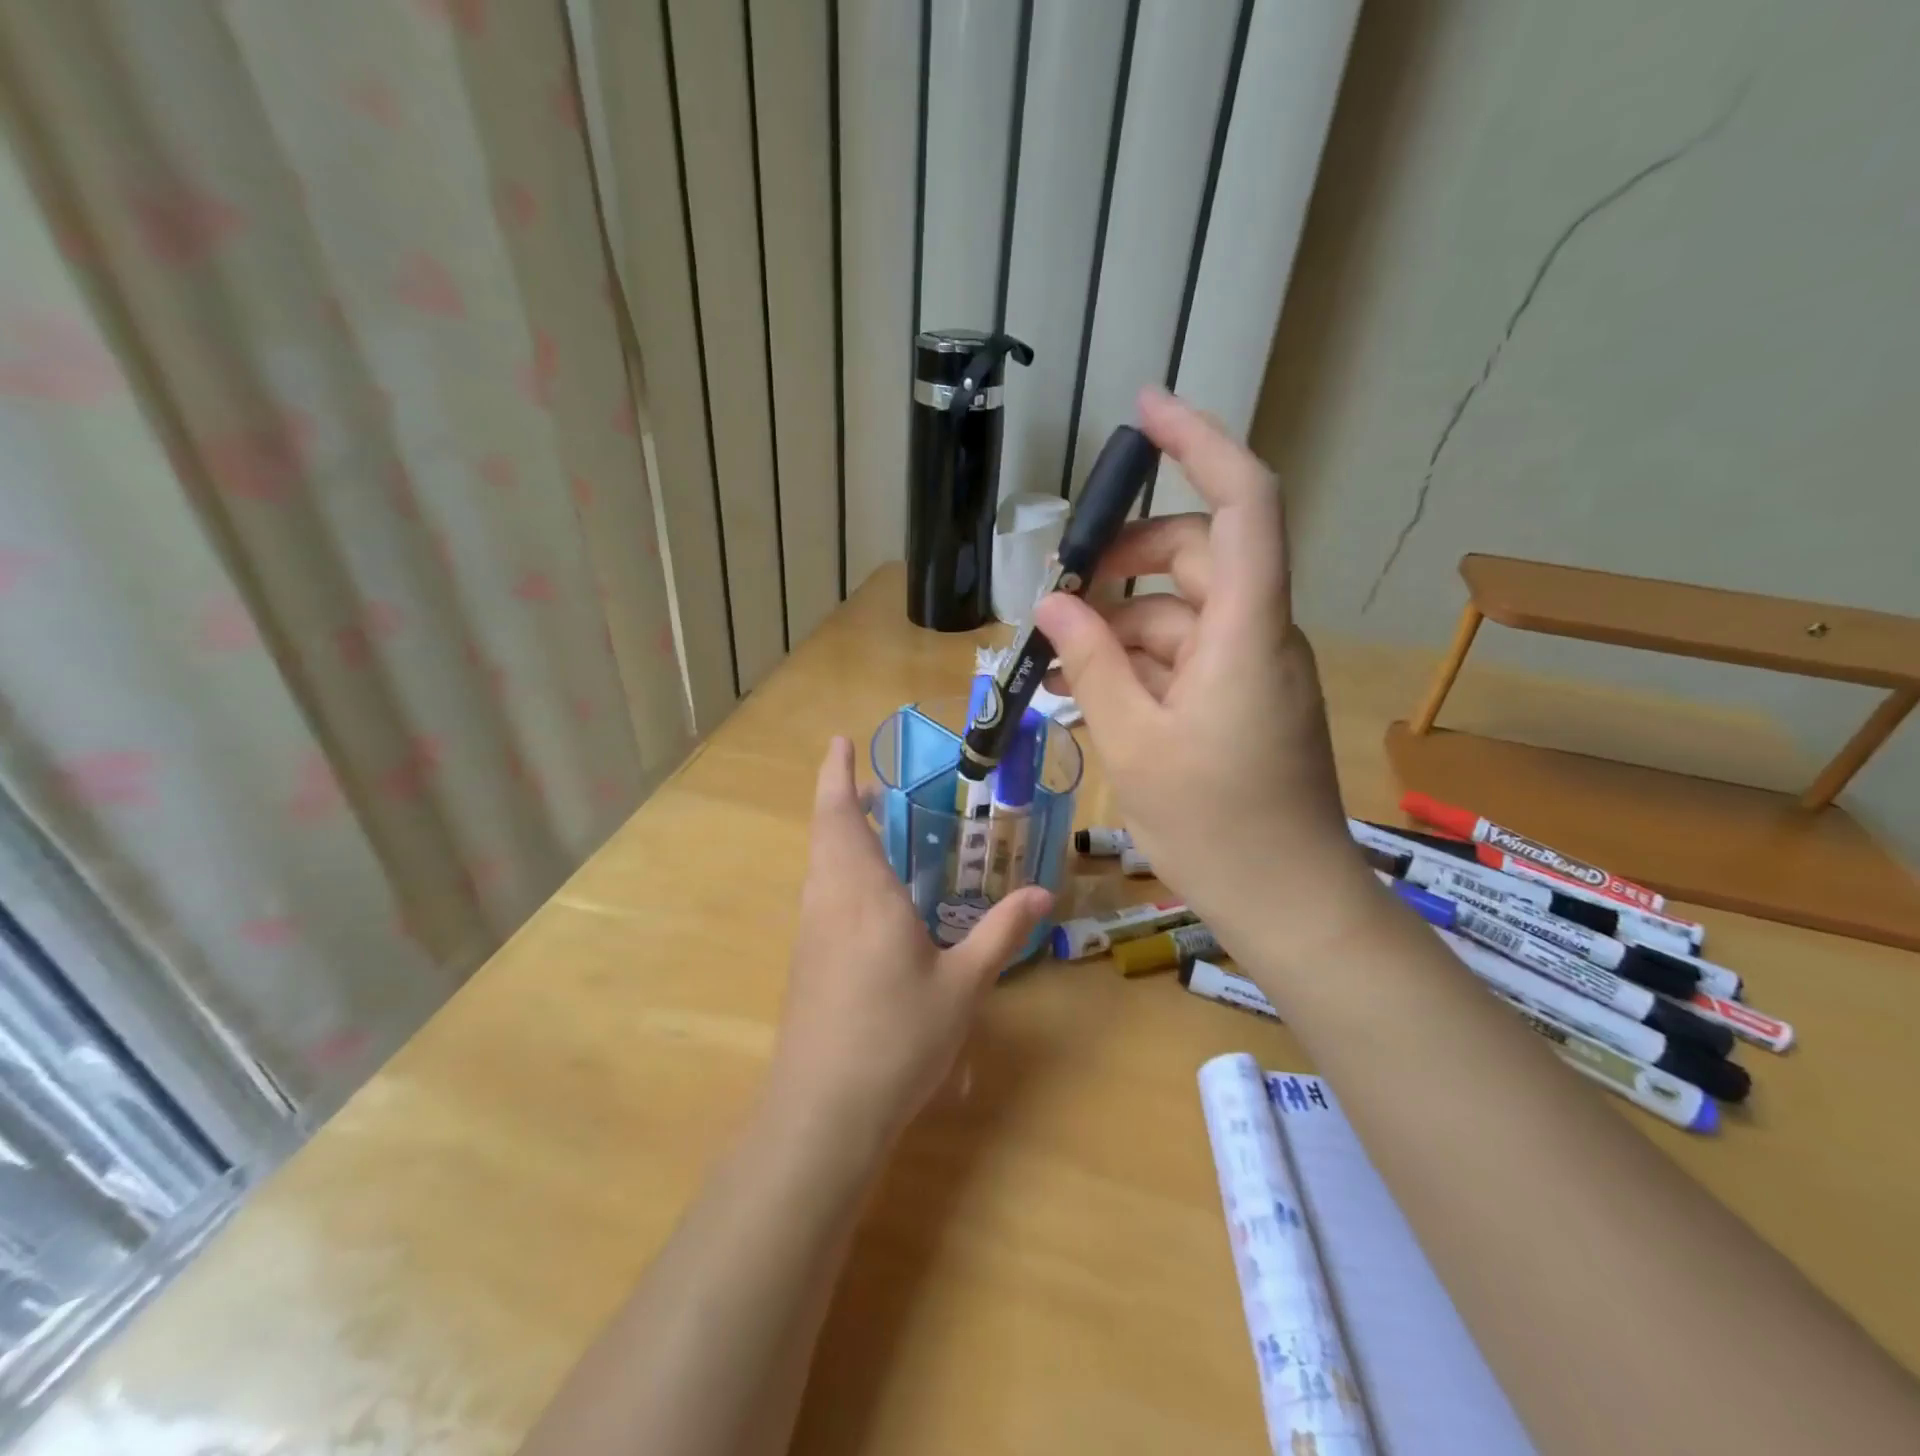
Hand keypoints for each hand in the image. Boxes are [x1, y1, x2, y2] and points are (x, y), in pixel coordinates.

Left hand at [764, 738, 1050, 1156]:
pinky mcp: (807, 961)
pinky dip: (843, 872)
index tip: (839, 741)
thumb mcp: (963, 985)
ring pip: (821, 864)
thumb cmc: (897, 1037)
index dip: (836, 774)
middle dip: (844, 799)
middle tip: (881, 787)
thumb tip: (1045, 894)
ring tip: (883, 832)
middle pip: (827, 832)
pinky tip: (877, 900)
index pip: (839, 814)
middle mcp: (828, 900)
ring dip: (843, 837)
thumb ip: (1002, 933)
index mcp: (861, 892)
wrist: (825, 1110)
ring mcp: (811, 932)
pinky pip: (823, 895)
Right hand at [1034, 389, 1374, 969]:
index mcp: (1247, 630)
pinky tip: (1086, 690)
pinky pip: (1185, 656)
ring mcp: (1252, 668)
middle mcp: (1259, 633)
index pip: (1244, 501)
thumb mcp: (1134, 742)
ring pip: (1182, 612)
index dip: (1201, 442)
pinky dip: (1137, 662)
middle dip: (1124, 562)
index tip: (1144, 410)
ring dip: (1119, 624)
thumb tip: (1051, 606)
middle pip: (1197, 556)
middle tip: (1059, 593)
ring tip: (1056, 661)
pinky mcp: (1242, 699)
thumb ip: (1092, 664)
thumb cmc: (1215, 826)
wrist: (1287, 901)